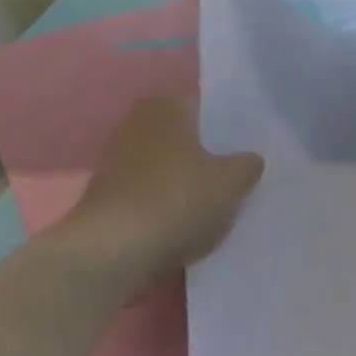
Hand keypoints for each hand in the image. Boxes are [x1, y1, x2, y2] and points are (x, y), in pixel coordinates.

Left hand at [70, 97, 264, 275]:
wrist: (111, 249)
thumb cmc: (176, 200)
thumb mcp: (230, 183)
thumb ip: (247, 165)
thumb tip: (250, 159)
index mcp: (167, 106)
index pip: (207, 110)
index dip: (230, 133)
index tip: (248, 156)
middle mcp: (136, 122)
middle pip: (185, 139)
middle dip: (206, 158)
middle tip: (235, 182)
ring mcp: (115, 158)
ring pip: (165, 168)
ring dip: (184, 185)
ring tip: (212, 211)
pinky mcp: (105, 194)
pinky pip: (147, 193)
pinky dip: (163, 206)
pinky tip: (181, 228)